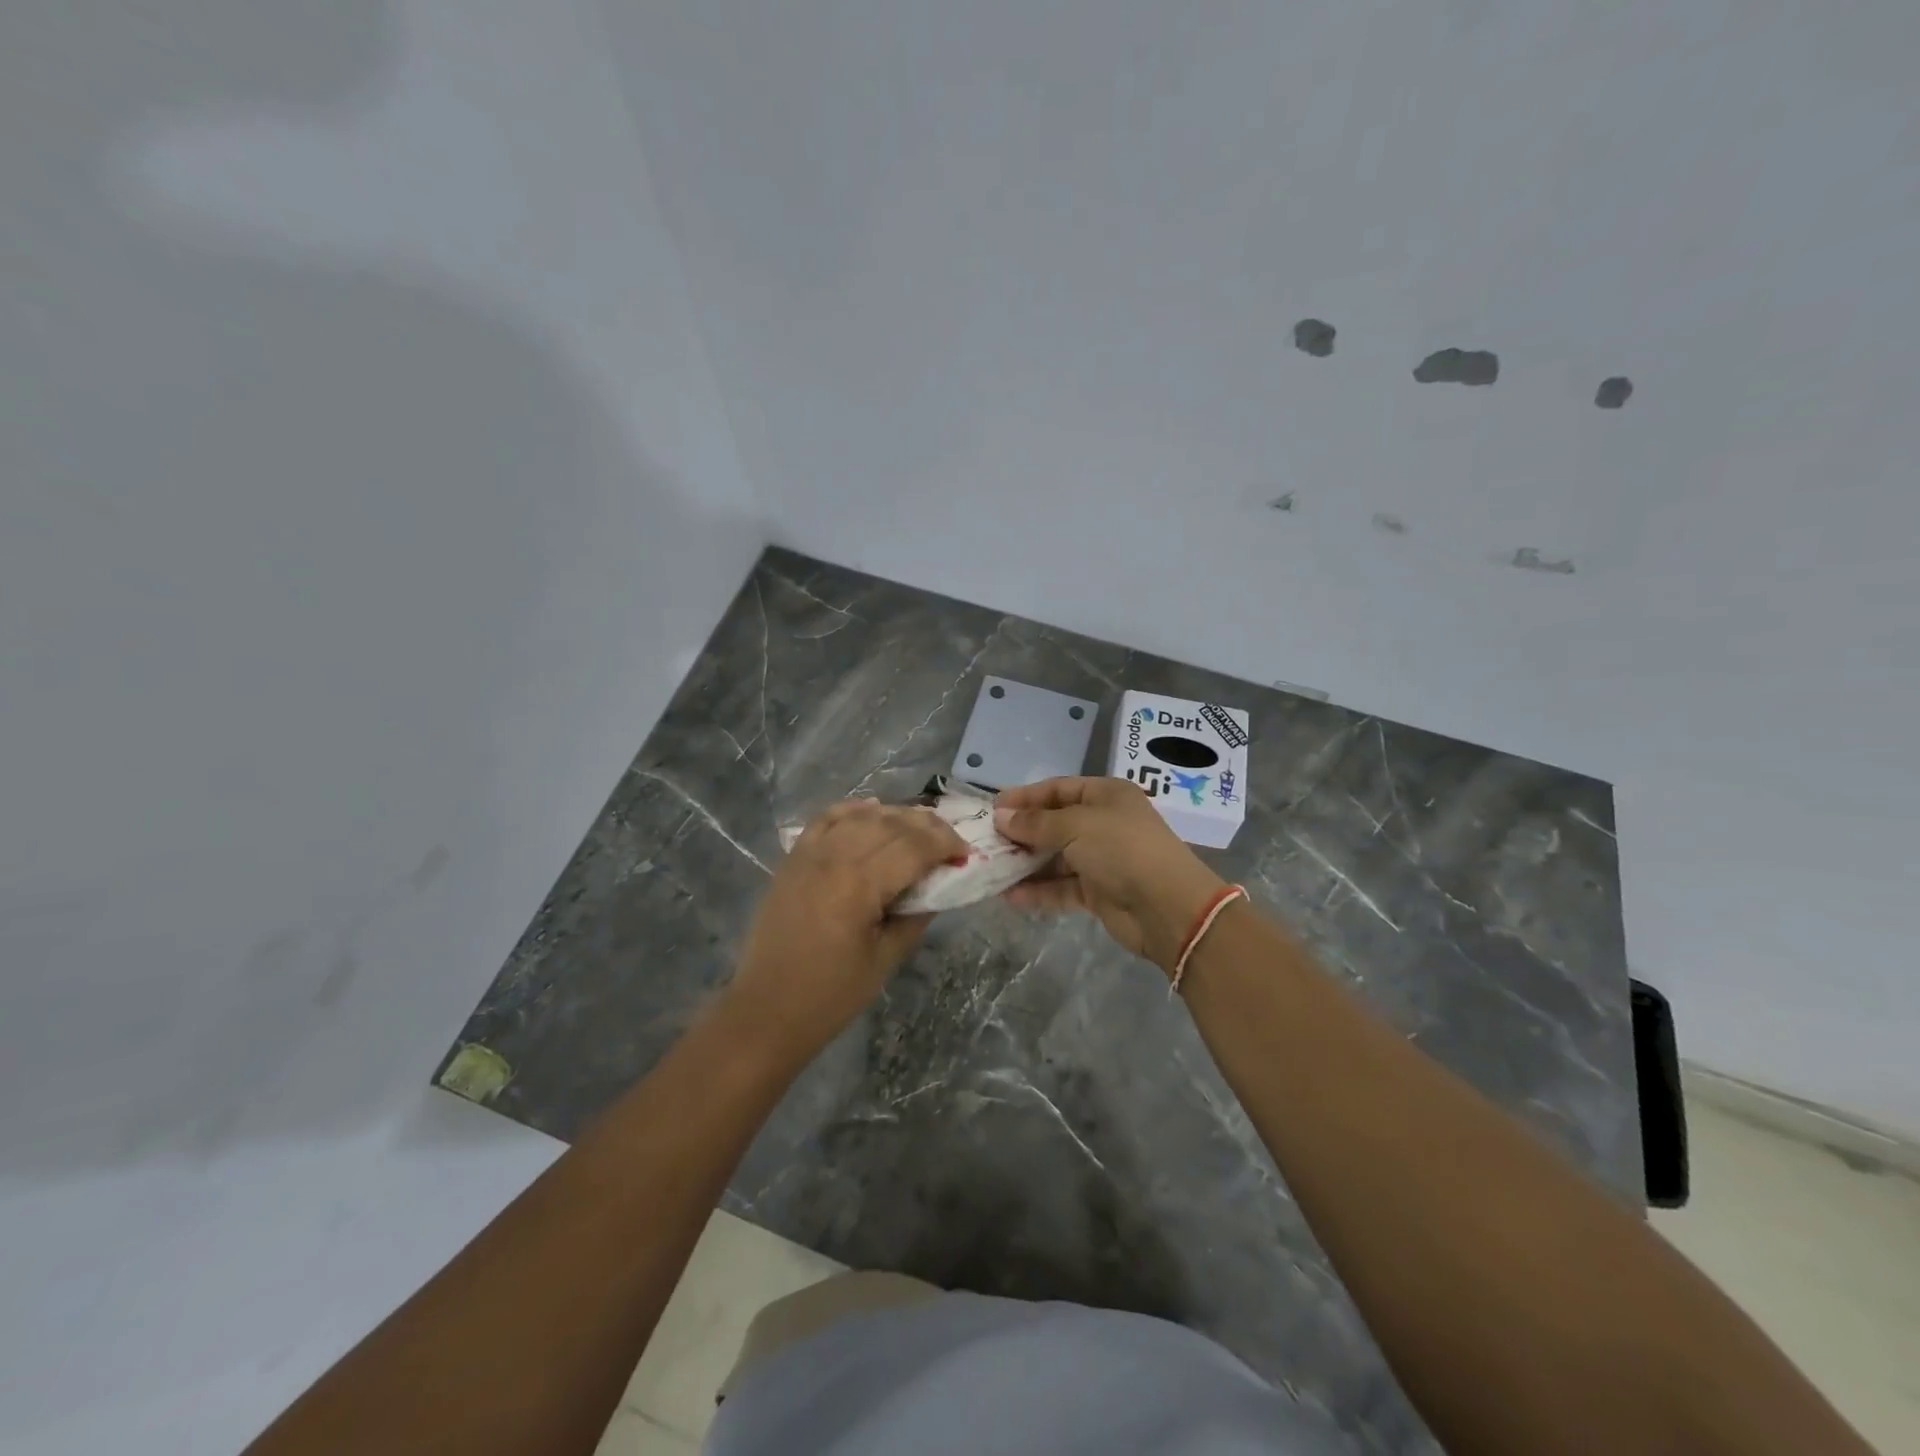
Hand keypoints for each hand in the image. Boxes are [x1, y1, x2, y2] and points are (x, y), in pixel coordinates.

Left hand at [726, 799, 968, 1058]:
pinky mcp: (793, 859)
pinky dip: (853, 810)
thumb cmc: (831, 995)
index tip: (965, 854)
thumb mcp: (886, 959)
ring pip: (861, 816)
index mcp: (860, 883)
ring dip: (895, 816)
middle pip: (890, 824)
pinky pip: (826, 819)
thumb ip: (916, 915)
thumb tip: (939, 884)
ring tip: (919, 827)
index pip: (914, 846)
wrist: (766, 1010)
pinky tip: (872, 810)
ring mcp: (809, 853)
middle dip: (927, 826)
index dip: (945, 843)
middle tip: (950, 840)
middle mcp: (834, 856)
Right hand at [994, 776, 1227, 971]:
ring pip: (1056, 858)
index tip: (992, 808)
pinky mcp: (1099, 892)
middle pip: (1055, 823)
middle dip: (1022, 832)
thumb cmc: (1122, 849)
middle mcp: (1104, 823)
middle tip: (986, 841)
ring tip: (991, 869)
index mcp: (1106, 795)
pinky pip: (1061, 887)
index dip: (1026, 797)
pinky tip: (1009, 897)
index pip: (1058, 789)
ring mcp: (1102, 859)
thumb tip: (1001, 817)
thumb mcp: (1076, 826)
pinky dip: (1038, 891)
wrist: (1167, 907)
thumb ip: (1036, 823)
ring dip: (1026, 864)